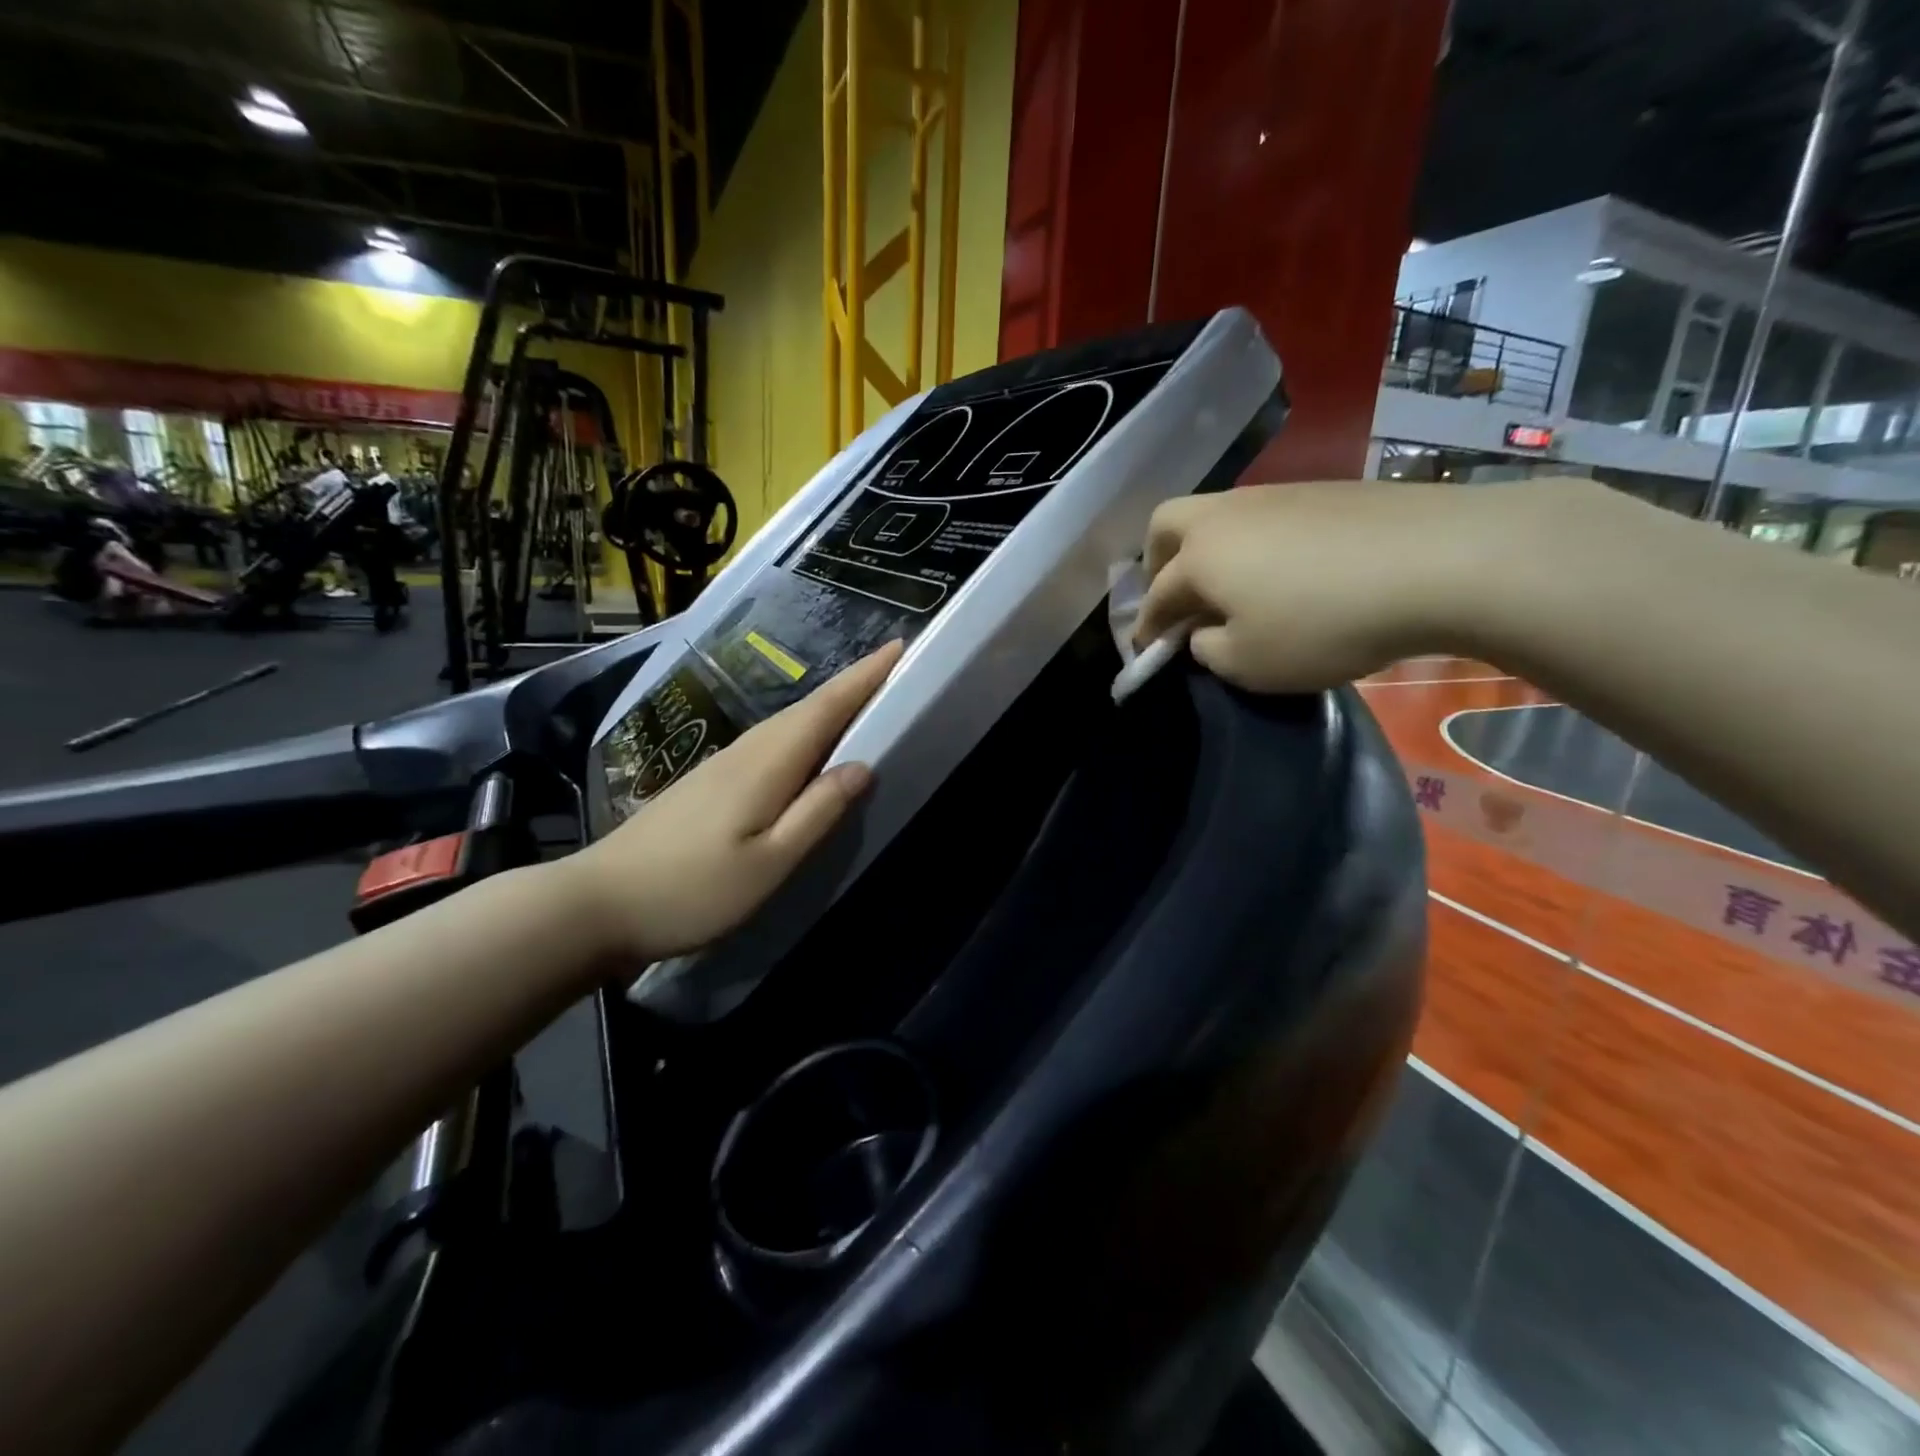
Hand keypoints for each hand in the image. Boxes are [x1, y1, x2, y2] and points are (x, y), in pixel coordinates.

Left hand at [563, 640, 903, 964]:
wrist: (597, 903)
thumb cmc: (691, 890)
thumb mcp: (768, 863)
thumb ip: (817, 813)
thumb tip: (861, 767)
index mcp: (766, 765)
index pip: (825, 709)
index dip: (862, 678)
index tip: (897, 647)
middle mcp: (745, 753)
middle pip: (807, 709)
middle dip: (851, 685)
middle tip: (892, 669)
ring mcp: (721, 765)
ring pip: (787, 724)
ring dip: (827, 705)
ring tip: (861, 699)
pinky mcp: (708, 783)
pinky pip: (769, 743)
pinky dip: (801, 731)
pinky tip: (806, 747)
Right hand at [1132, 480, 1560, 691]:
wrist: (1440, 560)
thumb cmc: (1325, 624)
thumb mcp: (1250, 664)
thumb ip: (1208, 652)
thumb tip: (1205, 633)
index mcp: (1198, 557)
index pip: (1156, 596)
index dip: (1147, 628)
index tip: (1147, 651)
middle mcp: (1225, 515)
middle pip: (1166, 524)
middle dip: (1157, 562)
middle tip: (1175, 598)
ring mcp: (1274, 495)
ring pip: (1217, 515)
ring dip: (1209, 550)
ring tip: (1234, 587)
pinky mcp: (1321, 491)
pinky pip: (1265, 516)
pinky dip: (1255, 543)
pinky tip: (1287, 570)